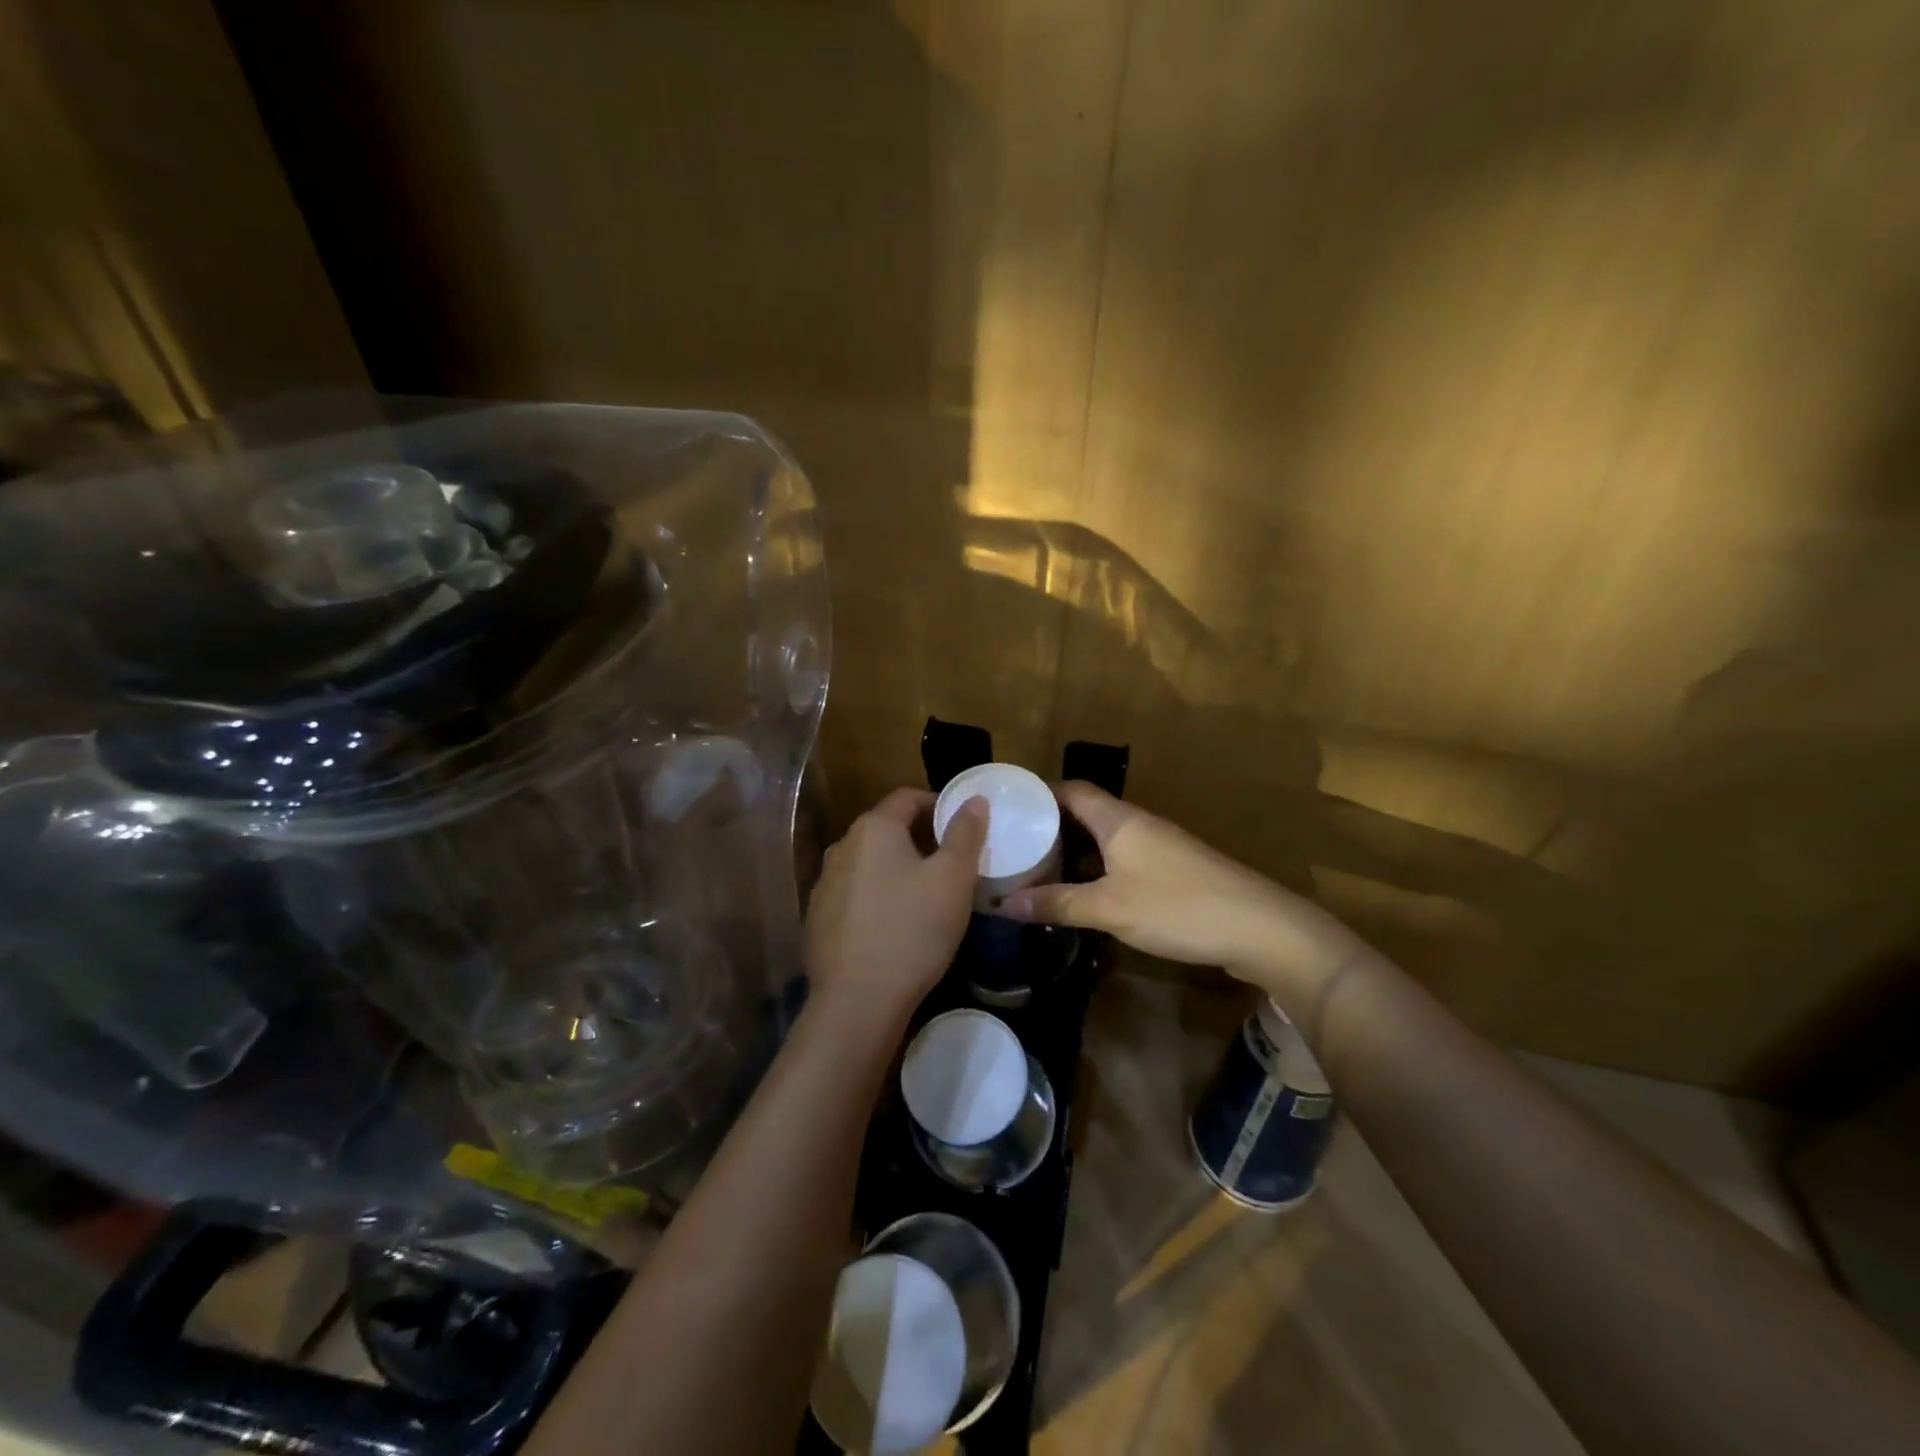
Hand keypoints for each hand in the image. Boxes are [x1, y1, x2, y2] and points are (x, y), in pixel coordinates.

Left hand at [804, 788, 987, 1028]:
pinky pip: (854, 894)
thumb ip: (965, 834)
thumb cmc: (913, 930)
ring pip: (869, 863)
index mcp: (873, 829)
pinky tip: (895, 924)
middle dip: (919, 838)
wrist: (857, 1001)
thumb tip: (974, 800)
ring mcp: (824, 884)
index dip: (937, 804)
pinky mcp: (818, 919)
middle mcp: (842, 847)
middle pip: (886, 829)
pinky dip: (877, 896)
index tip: (962, 825)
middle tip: (952, 862)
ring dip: (896, 868)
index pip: (907, 797)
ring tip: (926, 893)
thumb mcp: (953, 879)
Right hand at [998, 781, 1368, 1005]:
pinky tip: (1086, 893)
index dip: (1041, 794)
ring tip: (1042, 870)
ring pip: (1107, 838)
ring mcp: (1161, 846)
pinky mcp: (1175, 870)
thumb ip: (1059, 904)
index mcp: (1119, 820)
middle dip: (1052, 827)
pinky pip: (1125, 858)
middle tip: (1016, 847)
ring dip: (1076, 851)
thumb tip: (1006, 904)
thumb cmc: (1177, 908)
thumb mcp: (1110, 909)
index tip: (1010, 809)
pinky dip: (1099, 868)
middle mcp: (1139, 824)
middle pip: (1087, 813)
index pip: (1072, 790)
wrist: (1260, 928)